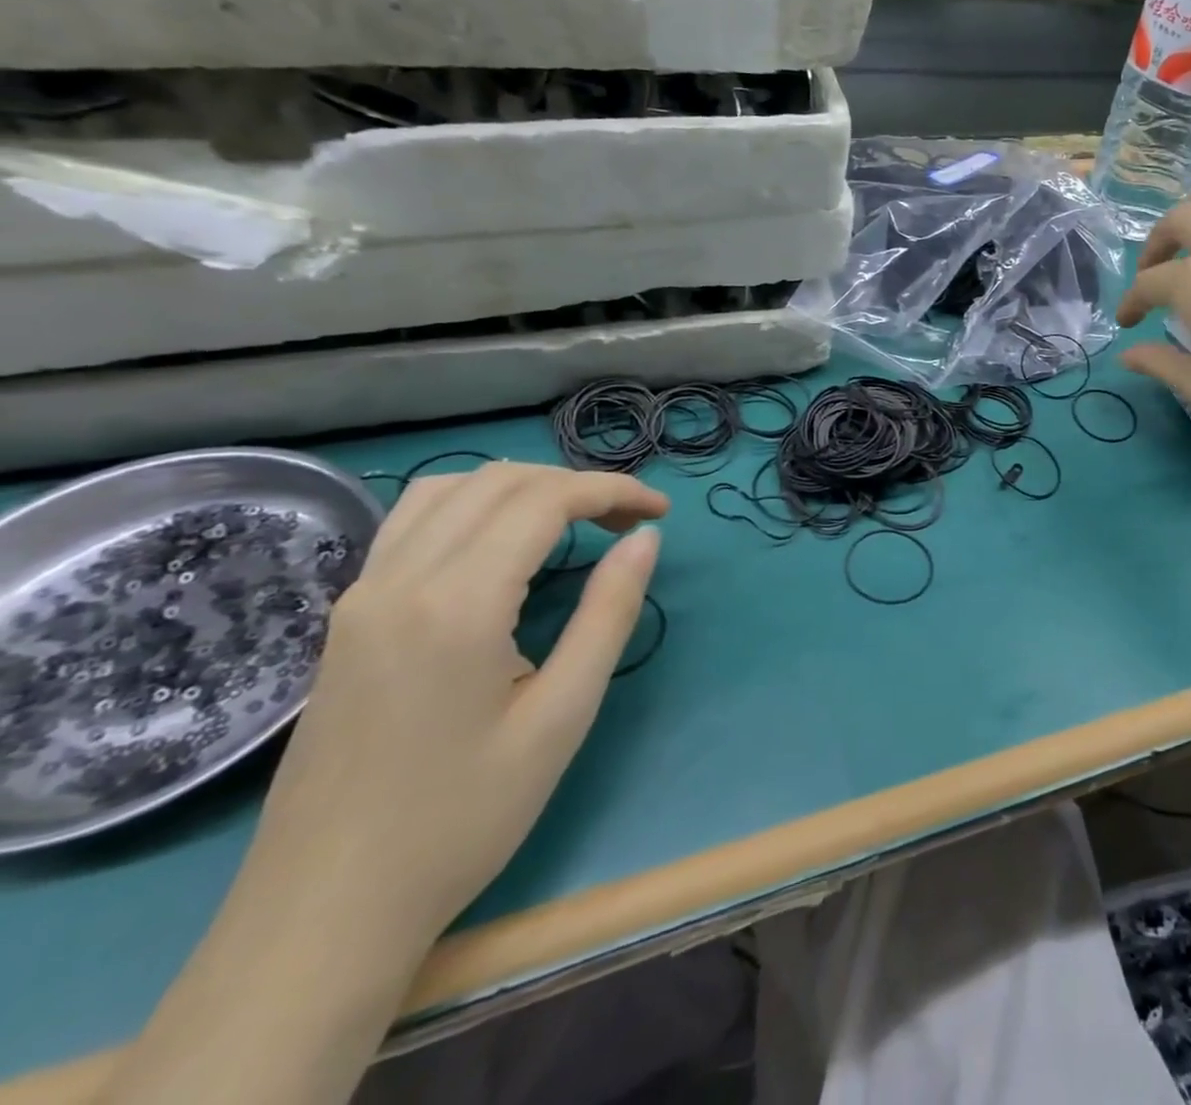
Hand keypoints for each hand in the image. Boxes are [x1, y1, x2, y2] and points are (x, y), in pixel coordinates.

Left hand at [247, 463, 669, 948]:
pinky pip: (413, 521)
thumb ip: (609, 613)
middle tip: (630, 522)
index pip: (545, 500)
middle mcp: (400, 578)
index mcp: (457, 603)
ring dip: (523, 488)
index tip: (660, 509)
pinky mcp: (347, 615)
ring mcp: (362, 594)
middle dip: (575, 485)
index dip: (611, 490)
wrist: (323, 913)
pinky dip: (473, 505)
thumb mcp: (561, 716)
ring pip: (450, 489)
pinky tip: (502, 543)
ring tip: (574, 522)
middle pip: (499, 482)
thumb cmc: (462, 819)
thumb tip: (646, 539)